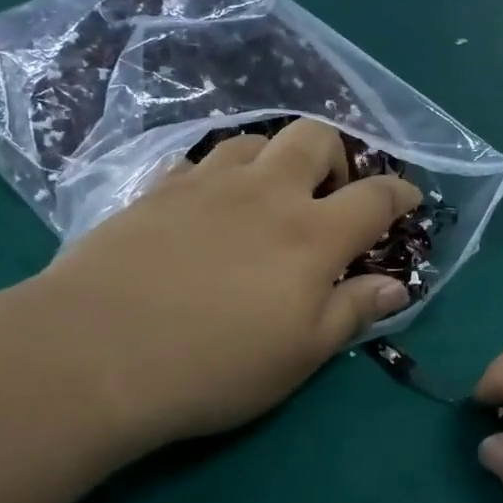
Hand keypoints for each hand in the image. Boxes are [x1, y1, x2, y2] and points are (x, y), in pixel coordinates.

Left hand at [12, 119, 419, 456]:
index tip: (409, 200)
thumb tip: (397, 285)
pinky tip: (207, 206)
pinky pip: (198, 162)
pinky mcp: (156, 190)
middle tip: (332, 193)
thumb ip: (352, 311)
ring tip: (270, 195)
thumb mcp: (300, 355)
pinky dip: (217, 175)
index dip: (401, 194)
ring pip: (256, 140)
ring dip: (276, 158)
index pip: (376, 197)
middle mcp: (266, 193)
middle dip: (338, 155)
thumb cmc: (213, 365)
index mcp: (312, 234)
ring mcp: (207, 184)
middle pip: (316, 138)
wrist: (92, 354)